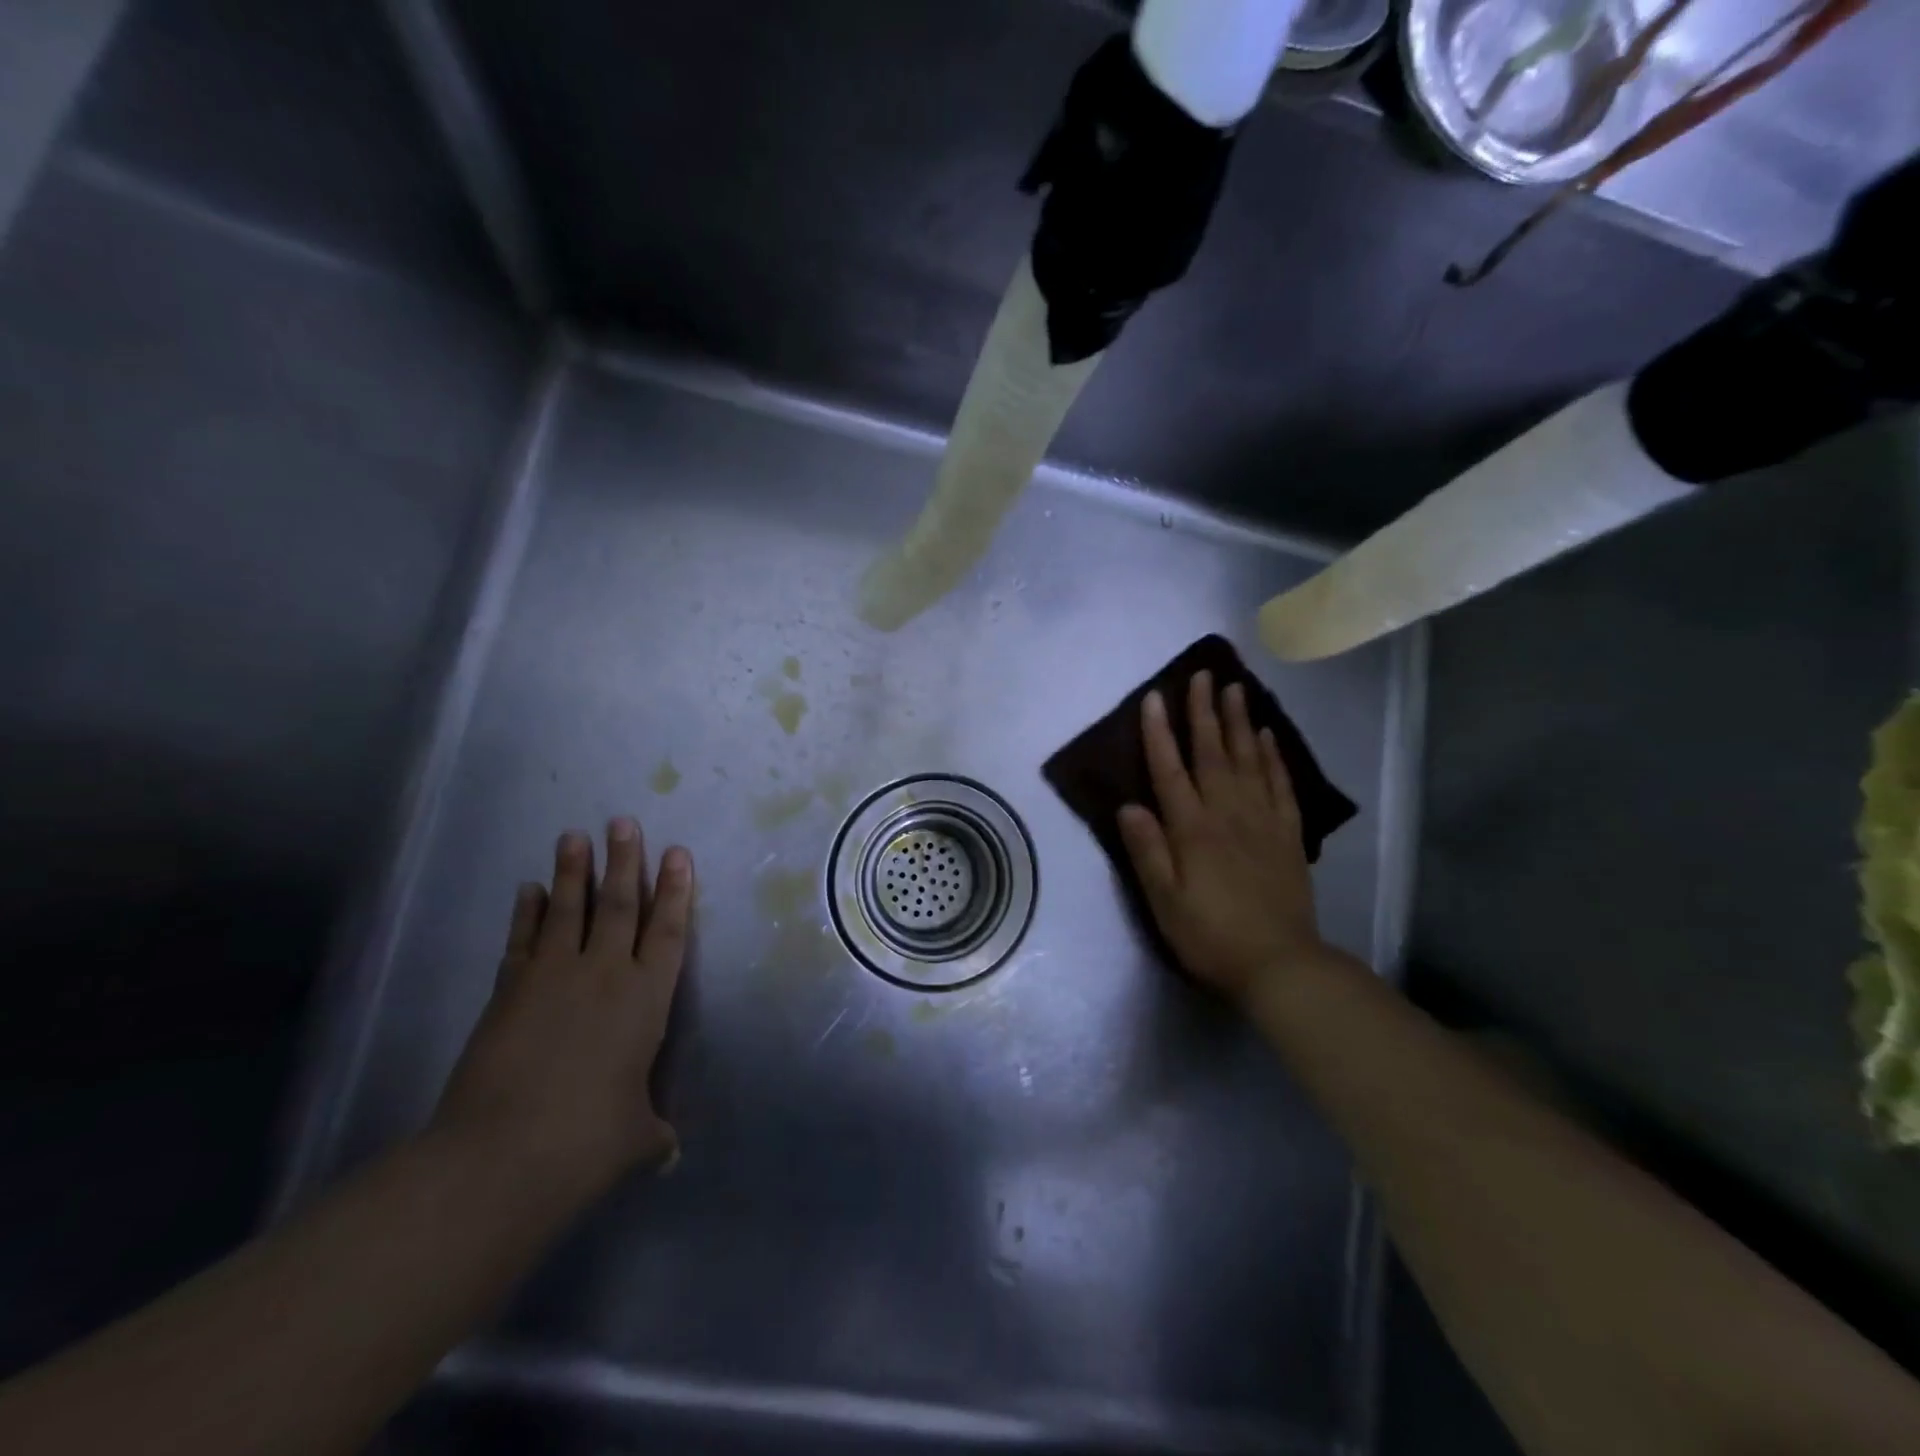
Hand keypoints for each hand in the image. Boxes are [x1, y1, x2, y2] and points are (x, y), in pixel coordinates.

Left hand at [434, 818, 692, 1199]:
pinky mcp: (509, 991)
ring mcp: (553, 978)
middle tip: (624, 821)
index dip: (675, 890)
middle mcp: (605, 975)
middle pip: (619, 905)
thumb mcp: (636, 1140)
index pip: (669, 931)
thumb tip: (668, 1153)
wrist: (502, 1156)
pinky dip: (527, 912)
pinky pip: (523, 940)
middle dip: (625, 861)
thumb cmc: (587, 1143)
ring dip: (574, 871)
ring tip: (575, 835)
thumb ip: (654, 1134)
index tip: (677, 853)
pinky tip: (530, 889)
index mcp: (647, 999)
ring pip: (569, 911)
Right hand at [1117, 671, 1327, 1005]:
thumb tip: (1128, 805)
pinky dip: (1274, 757)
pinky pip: (1281, 784)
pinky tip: (1269, 736)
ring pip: (1249, 759)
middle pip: (1213, 753)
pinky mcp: (1287, 835)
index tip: (1155, 697)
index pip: (1170, 771)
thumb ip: (1147, 851)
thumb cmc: (1211, 935)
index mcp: (1193, 829)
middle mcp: (1228, 814)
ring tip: (1236, 688)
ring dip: (1240, 722)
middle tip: (1203, 674)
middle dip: (1204, 712)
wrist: (1280, 965)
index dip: (1159, 733)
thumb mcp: (1164, 902)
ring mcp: (1262, 821)